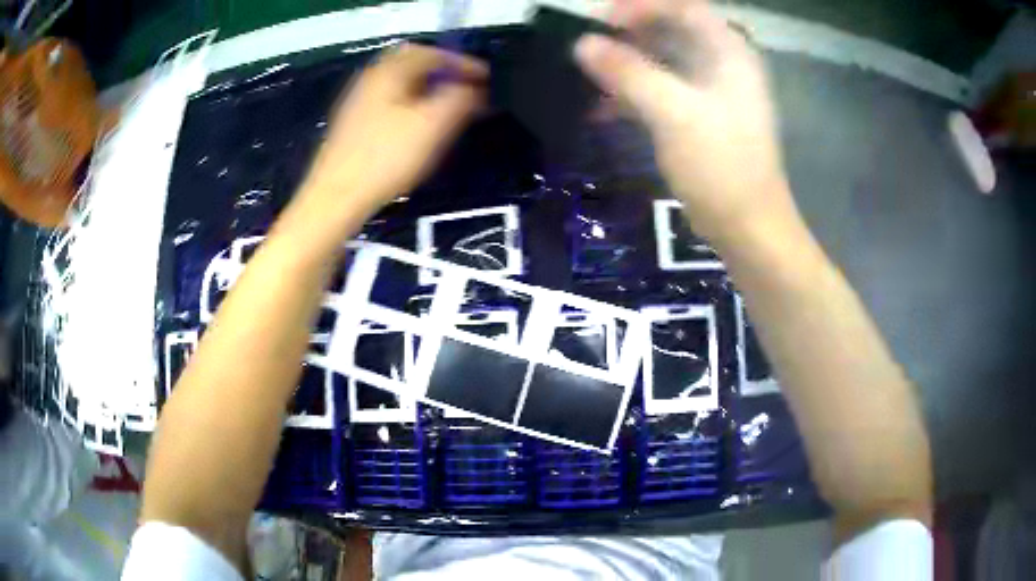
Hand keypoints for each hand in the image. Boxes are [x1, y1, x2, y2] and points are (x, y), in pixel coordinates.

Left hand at [301, 43, 487, 217]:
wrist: (335, 198)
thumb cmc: (385, 158)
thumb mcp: (432, 125)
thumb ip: (460, 99)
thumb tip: (473, 87)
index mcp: (389, 72)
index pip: (432, 53)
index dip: (463, 62)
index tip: (486, 78)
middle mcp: (371, 79)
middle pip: (412, 63)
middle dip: (443, 72)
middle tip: (465, 88)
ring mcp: (358, 102)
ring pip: (400, 84)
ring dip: (427, 88)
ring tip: (448, 107)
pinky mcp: (353, 126)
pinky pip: (390, 102)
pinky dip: (411, 104)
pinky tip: (418, 126)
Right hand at [575, 0, 793, 242]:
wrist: (749, 228)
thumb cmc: (721, 166)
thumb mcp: (673, 113)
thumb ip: (628, 73)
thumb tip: (583, 44)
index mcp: (728, 52)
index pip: (683, 7)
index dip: (641, 6)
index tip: (601, 21)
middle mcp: (723, 64)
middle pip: (671, 30)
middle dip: (628, 35)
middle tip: (588, 46)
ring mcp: (713, 92)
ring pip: (663, 61)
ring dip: (626, 66)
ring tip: (587, 77)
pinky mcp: (701, 118)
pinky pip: (662, 91)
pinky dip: (632, 94)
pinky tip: (601, 109)